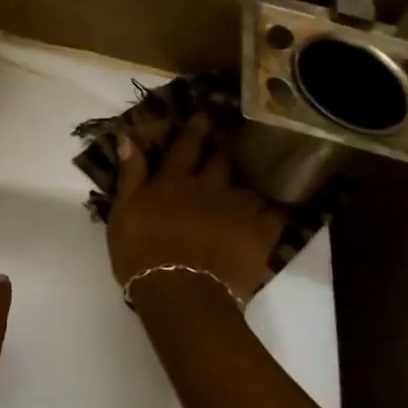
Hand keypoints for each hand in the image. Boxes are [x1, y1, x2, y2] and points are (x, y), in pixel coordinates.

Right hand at [107, 115, 286, 300]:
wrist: (181, 293)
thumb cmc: (141, 255)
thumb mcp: (122, 213)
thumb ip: (130, 175)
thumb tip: (128, 137)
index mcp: (173, 182)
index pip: (186, 147)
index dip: (196, 129)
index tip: (206, 114)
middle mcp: (208, 187)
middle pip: (221, 159)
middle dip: (225, 146)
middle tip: (232, 136)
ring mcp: (238, 209)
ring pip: (248, 183)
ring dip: (250, 175)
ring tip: (259, 168)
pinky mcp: (261, 233)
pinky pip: (276, 212)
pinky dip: (278, 205)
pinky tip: (285, 201)